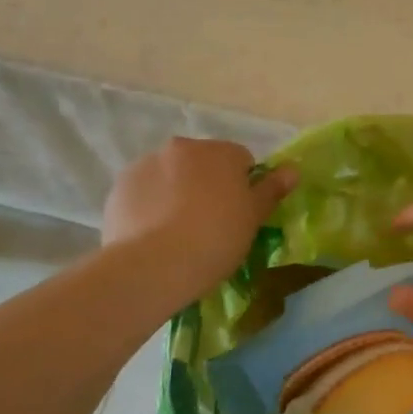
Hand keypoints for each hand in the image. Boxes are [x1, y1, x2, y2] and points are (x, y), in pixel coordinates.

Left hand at [103, 138, 296, 302]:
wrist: (153, 265)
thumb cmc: (215, 239)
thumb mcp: (253, 218)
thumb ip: (272, 189)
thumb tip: (292, 169)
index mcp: (220, 152)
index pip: (241, 160)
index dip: (243, 187)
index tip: (239, 216)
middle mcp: (182, 147)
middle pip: (202, 164)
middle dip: (207, 185)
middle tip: (210, 225)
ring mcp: (146, 164)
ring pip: (170, 176)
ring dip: (176, 193)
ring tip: (176, 234)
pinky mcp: (119, 188)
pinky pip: (143, 193)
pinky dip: (149, 206)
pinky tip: (152, 236)